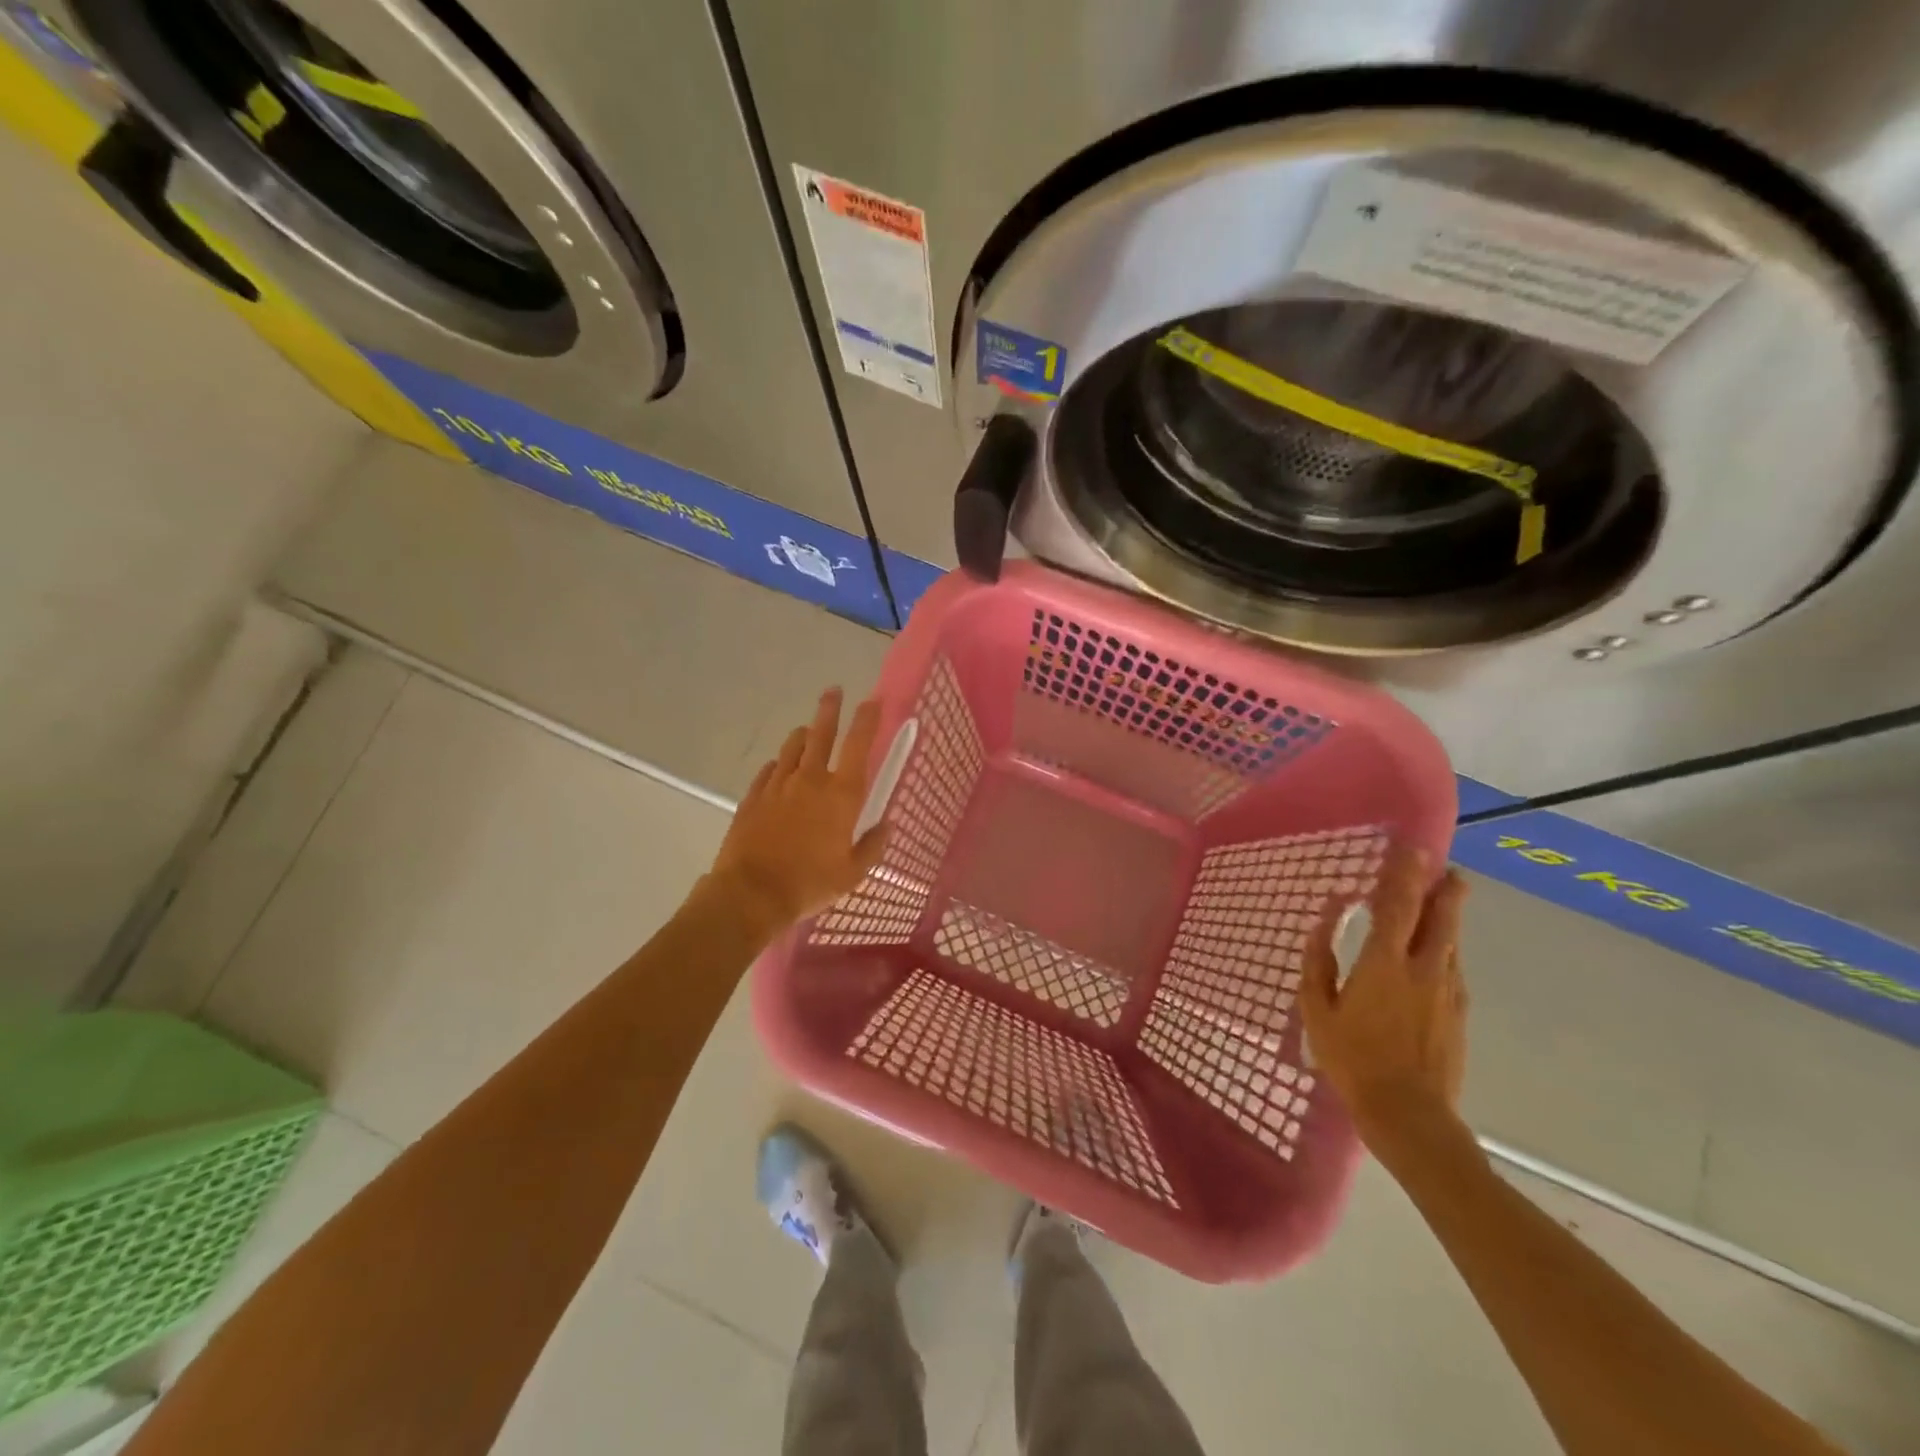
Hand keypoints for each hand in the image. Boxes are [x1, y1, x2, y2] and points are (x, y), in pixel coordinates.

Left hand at [708, 688, 886, 929]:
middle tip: (833, 690)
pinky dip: (779, 764)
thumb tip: (887, 825)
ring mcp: (778, 785)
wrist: (750, 894)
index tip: (873, 700)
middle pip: (821, 733)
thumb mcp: (853, 873)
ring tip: (808, 731)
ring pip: (793, 746)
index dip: (867, 719)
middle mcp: (810, 780)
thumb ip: (873, 845)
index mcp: (841, 795)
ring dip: (804, 735)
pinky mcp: (753, 796)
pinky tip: (779, 769)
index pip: (858, 744)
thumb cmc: (809, 884)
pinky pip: (769, 770)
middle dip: (830, 709)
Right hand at [1299, 847, 1469, 1144]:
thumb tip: (1321, 927)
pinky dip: (1445, 948)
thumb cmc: (1353, 1060)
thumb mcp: (1318, 1012)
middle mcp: (1424, 970)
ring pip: (1451, 942)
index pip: (1398, 907)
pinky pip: (1452, 967)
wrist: (1410, 1115)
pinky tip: (1438, 952)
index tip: (1411, 849)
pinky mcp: (1458, 1014)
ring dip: (1448, 916)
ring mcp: (1447, 992)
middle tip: (1446, 867)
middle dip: (1445, 889)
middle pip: (1441, 918)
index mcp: (1385, 964)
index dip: (1404, 875)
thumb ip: (1318, 965)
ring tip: (1446, 898)